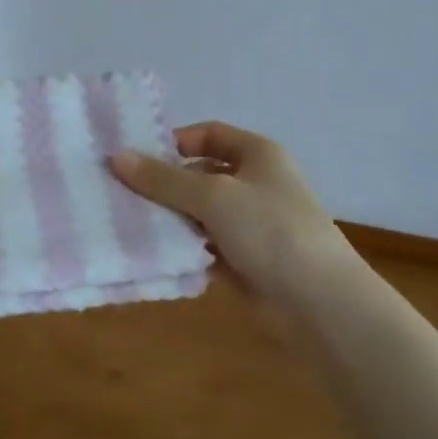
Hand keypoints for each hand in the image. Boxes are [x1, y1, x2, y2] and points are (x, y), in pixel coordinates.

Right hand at [110, 122, 354, 301]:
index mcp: (257, 155)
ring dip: (170, 218)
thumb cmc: (270, 230)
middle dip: (165, 184)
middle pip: (200, 175)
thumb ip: (163, 179)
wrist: (320, 303)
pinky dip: (183, 247)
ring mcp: (251, 224)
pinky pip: (205, 245)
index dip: (174, 142)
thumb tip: (116, 157)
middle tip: (121, 194)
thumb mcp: (213, 196)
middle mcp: (255, 184)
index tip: (137, 158)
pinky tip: (152, 253)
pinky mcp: (244, 260)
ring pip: (200, 213)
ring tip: (128, 223)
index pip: (209, 135)